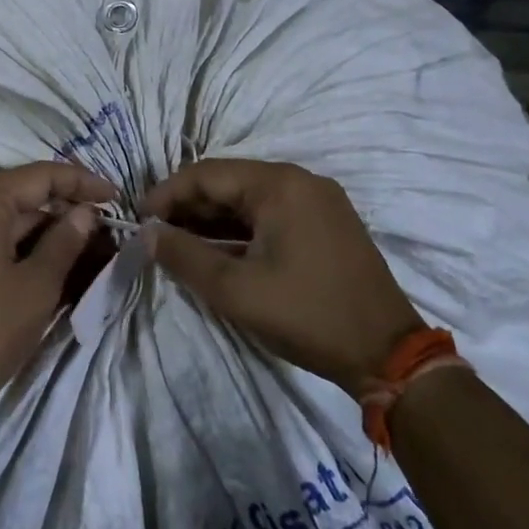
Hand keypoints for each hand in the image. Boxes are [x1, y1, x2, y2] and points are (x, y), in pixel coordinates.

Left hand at [0, 162, 118, 425]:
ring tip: (82, 244)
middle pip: (17, 194)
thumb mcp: (38, 285)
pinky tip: (47, 260)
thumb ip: (64, 240)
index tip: (115, 196)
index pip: (37, 176)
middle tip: (102, 224)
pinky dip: (16, 244)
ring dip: (41, 227)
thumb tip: (84, 213)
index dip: (80, 182)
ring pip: (1, 218)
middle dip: (62, 207)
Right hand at [143, 159, 423, 392]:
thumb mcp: (235, 290)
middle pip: (229, 182)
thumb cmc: (307, 315)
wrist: (388, 354)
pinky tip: (218, 249)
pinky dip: (240, 228)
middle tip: (156, 234)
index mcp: (280, 184)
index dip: (167, 193)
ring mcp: (318, 200)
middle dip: (188, 206)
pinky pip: (271, 213)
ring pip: (249, 198)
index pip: (207, 174)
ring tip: (179, 243)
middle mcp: (300, 180)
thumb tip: (148, 234)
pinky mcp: (326, 222)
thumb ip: (185, 256)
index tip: (140, 219)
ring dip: (213, 218)